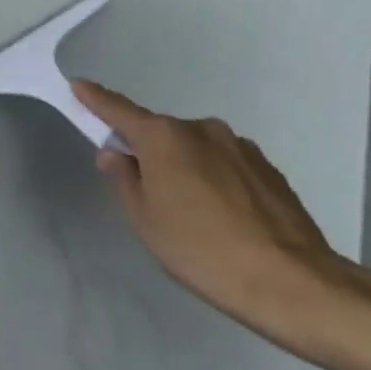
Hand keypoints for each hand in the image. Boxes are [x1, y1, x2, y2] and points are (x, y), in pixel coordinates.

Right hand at [71, 80, 358, 364]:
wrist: (292, 283)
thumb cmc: (201, 250)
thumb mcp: (145, 220)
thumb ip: (124, 179)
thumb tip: (116, 153)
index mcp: (163, 138)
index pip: (118, 110)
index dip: (95, 99)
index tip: (78, 86)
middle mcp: (201, 129)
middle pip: (160, 134)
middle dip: (148, 152)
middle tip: (148, 195)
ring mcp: (239, 146)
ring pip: (195, 150)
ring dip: (185, 168)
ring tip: (195, 215)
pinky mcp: (267, 168)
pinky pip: (225, 164)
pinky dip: (215, 180)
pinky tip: (225, 218)